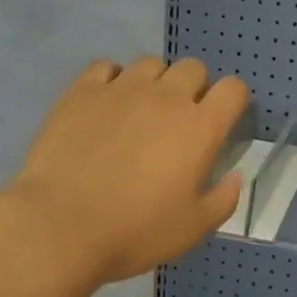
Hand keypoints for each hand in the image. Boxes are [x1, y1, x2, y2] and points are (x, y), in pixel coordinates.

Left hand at [4, 57, 247, 285]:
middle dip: (193, 88)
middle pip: (192, 68)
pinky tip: (105, 105)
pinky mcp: (82, 91)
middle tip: (178, 122)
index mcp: (199, 128)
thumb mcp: (193, 229)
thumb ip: (223, 199)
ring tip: (140, 112)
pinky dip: (112, 80)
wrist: (61, 226)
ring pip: (150, 64)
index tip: (222, 122)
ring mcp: (121, 89)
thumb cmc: (135, 231)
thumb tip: (235, 177)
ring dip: (154, 83)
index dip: (232, 102)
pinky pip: (106, 67)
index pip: (233, 90)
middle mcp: (166, 97)